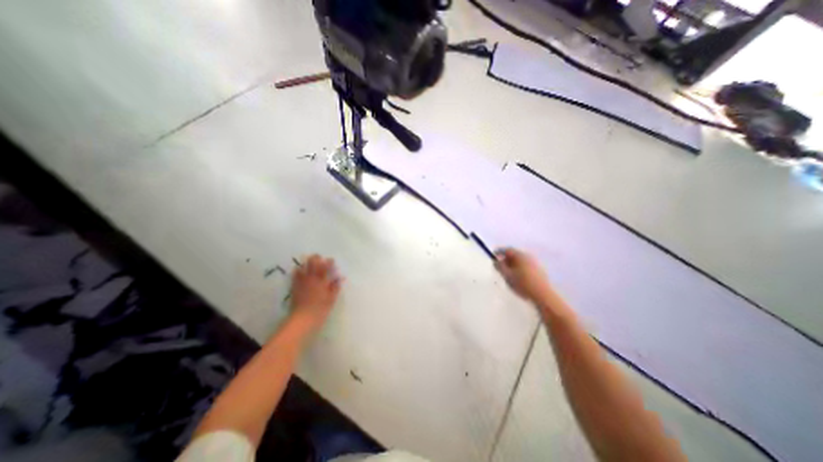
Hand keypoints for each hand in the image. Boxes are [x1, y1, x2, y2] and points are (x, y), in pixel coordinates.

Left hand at [290, 257, 340, 330]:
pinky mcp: (294, 286)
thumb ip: (335, 287)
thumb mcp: (331, 299)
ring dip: (307, 263)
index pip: (326, 266)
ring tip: (311, 263)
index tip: (332, 261)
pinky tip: (300, 270)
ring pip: (303, 266)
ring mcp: (301, 281)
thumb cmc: (320, 309)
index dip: (329, 261)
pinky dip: (298, 270)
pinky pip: (295, 274)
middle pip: (312, 262)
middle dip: (317, 258)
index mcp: (321, 281)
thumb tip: (339, 278)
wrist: (302, 319)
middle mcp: (311, 278)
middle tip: (320, 260)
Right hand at [495, 249, 550, 302]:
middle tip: (499, 267)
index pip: (507, 250)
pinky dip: (519, 269)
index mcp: (520, 255)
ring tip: (507, 274)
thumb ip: (499, 267)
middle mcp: (528, 257)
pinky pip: (525, 266)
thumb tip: (496, 261)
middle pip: (514, 255)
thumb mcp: (507, 275)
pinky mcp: (539, 271)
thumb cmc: (522, 283)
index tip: (493, 257)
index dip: (498, 252)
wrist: (543, 295)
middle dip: (505, 259)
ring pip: (520, 261)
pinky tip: (517, 278)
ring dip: (512, 265)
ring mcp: (535, 264)